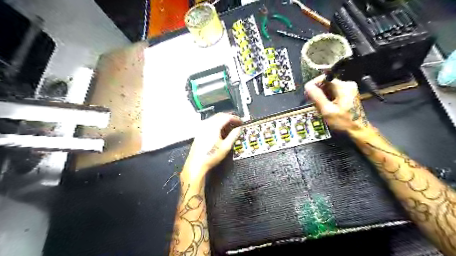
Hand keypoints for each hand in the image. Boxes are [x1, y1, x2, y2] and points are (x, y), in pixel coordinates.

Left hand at [181, 113, 241, 182]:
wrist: (196, 163)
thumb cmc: (211, 156)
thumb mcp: (226, 147)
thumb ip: (233, 136)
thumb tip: (239, 129)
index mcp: (214, 126)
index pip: (226, 117)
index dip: (235, 118)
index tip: (240, 122)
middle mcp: (207, 124)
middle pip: (219, 115)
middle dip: (229, 117)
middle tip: (236, 122)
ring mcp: (202, 127)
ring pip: (214, 118)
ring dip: (222, 119)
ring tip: (230, 125)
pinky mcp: (199, 131)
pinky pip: (209, 122)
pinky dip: (217, 123)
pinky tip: (220, 130)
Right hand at [304, 74, 367, 132]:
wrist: (357, 130)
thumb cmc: (343, 121)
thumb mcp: (327, 110)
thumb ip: (317, 96)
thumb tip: (307, 86)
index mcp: (343, 86)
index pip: (324, 77)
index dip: (314, 84)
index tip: (307, 94)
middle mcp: (347, 85)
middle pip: (326, 82)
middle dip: (317, 91)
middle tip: (311, 102)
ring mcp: (348, 89)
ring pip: (329, 88)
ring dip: (321, 95)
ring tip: (318, 106)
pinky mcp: (348, 94)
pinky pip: (333, 92)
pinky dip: (327, 98)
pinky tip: (324, 106)